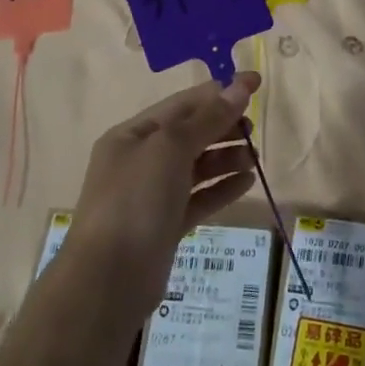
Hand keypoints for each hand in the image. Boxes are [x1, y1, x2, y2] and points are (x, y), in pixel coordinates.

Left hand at [66, 73, 259, 315]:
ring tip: (254, 158)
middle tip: (253, 130)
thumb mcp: (171, 148)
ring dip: (226, 157)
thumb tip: (241, 85)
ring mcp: (152, 195)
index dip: (219, 91)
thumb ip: (209, 117)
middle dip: (223, 127)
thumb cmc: (135, 201)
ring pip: (196, 167)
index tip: (255, 84)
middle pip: (189, 133)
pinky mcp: (166, 225)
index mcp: (132, 135)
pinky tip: (247, 183)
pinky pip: (199, 198)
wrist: (108, 281)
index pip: (182, 104)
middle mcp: (140, 161)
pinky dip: (222, 188)